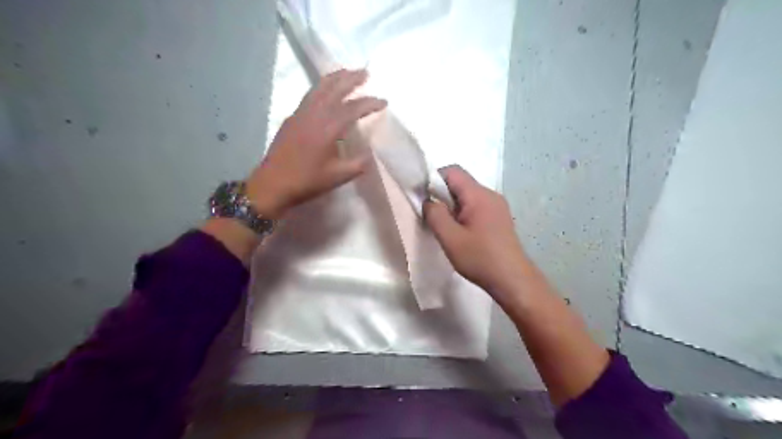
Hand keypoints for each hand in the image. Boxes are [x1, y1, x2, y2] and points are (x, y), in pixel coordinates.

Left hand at [246, 68, 386, 217]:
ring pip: (319, 88)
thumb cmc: (307, 181)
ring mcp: (301, 114)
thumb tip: (369, 153)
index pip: (353, 108)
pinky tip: (326, 91)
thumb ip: (358, 164)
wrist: (273, 184)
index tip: (384, 101)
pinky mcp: (292, 118)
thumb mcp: (338, 177)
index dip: (370, 103)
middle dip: (351, 79)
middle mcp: (314, 115)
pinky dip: (322, 87)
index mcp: (328, 129)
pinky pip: (310, 95)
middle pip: (335, 89)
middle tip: (365, 73)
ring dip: (335, 78)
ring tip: (347, 73)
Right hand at [425, 165, 534, 305]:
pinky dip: (464, 214)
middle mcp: (490, 195)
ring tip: (447, 228)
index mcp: (479, 195)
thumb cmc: (480, 258)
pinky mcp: (500, 218)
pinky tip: (462, 234)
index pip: (453, 171)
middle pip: (461, 183)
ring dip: (453, 207)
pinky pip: (477, 206)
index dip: (434, 179)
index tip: (424, 198)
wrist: (513, 280)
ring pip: (468, 196)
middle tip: (434, 217)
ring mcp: (498, 206)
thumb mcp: (450, 238)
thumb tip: (428, 200)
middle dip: (442, 195)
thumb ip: (435, 215)